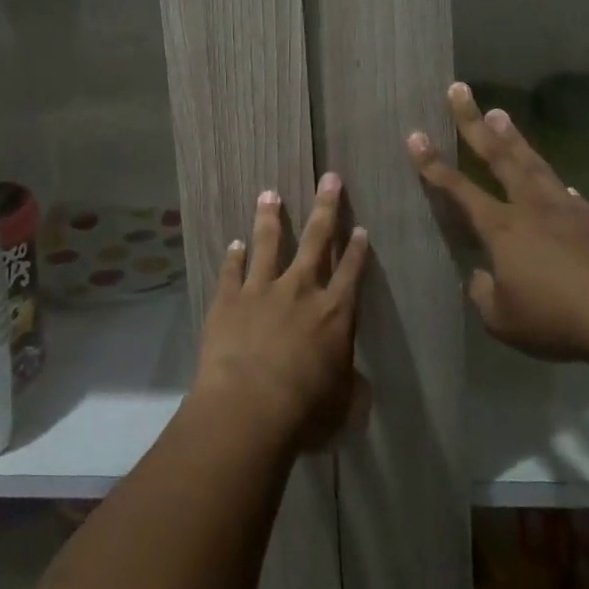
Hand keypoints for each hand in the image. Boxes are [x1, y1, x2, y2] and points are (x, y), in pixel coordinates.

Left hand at [192, 175, 370, 448]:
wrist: (249, 405)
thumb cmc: (305, 410)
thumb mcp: (342, 406)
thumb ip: (351, 389)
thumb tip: (359, 386)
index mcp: (334, 312)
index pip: (350, 271)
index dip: (357, 249)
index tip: (360, 226)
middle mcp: (301, 290)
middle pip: (315, 240)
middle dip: (325, 207)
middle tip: (329, 178)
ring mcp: (262, 289)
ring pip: (268, 243)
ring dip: (270, 217)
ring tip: (269, 193)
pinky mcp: (228, 299)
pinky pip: (232, 270)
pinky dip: (233, 255)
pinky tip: (234, 243)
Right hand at [407, 82, 588, 363]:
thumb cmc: (558, 320)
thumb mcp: (503, 320)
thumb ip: (484, 293)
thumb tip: (482, 276)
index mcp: (501, 228)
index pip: (458, 189)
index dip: (432, 164)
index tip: (415, 135)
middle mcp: (531, 207)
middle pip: (497, 156)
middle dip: (472, 123)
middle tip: (459, 90)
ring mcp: (569, 208)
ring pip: (534, 163)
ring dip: (513, 137)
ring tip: (498, 113)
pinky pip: (571, 196)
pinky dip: (558, 186)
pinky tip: (561, 187)